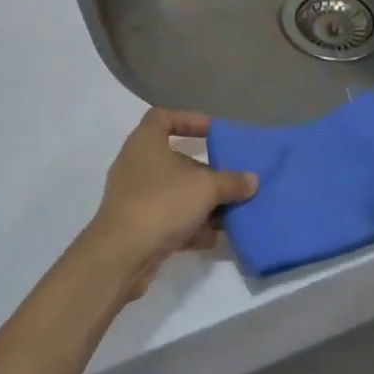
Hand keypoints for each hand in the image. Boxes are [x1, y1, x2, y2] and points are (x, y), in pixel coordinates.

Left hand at [86, 109, 258, 298]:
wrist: (121, 256)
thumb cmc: (162, 203)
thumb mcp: (205, 188)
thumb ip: (231, 182)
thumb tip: (252, 180)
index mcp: (145, 142)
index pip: (163, 118)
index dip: (189, 121)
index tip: (214, 133)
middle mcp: (137, 165)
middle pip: (176, 160)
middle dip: (206, 173)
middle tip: (232, 182)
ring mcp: (135, 197)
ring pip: (175, 193)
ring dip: (202, 204)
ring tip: (231, 214)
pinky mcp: (137, 226)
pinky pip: (169, 219)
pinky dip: (190, 226)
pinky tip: (213, 239)